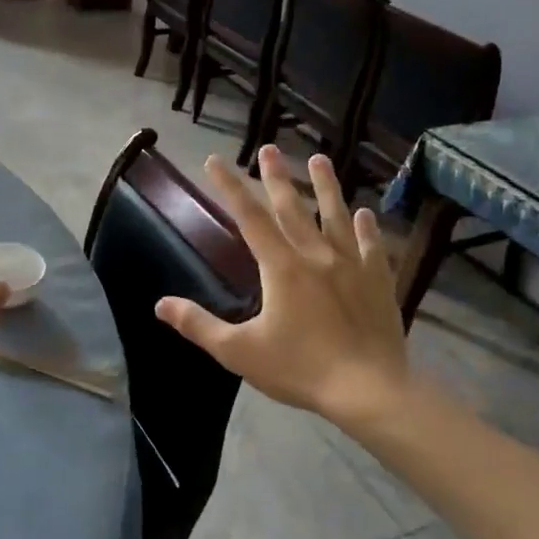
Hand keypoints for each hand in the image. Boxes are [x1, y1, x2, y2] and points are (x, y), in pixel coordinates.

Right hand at [156, 147, 410, 426]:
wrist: (368, 389)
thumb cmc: (300, 369)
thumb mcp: (239, 351)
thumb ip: (198, 325)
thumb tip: (160, 304)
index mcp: (281, 267)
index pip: (249, 217)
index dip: (230, 187)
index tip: (215, 161)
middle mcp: (316, 254)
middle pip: (292, 207)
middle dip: (277, 177)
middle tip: (269, 149)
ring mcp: (352, 265)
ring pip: (336, 216)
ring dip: (326, 186)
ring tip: (319, 159)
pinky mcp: (378, 281)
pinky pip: (371, 246)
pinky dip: (367, 228)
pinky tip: (366, 214)